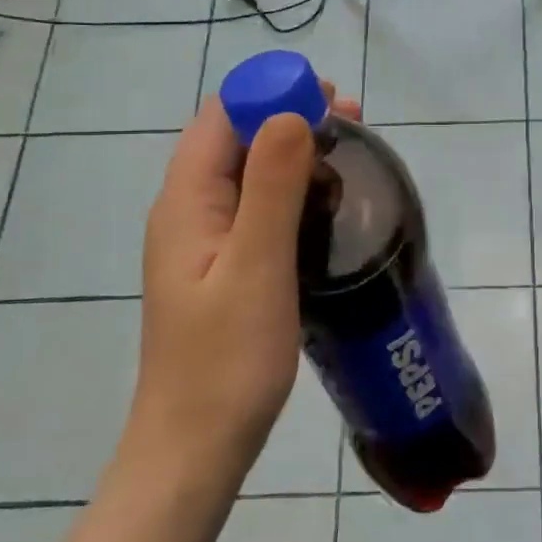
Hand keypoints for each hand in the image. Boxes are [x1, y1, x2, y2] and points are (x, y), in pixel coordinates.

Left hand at [122, 87, 356, 486]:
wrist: (196, 446)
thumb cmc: (227, 360)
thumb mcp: (257, 266)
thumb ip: (273, 187)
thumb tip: (292, 113)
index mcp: (187, 202)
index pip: (222, 117)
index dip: (271, 94)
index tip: (330, 98)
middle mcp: (189, 212)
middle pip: (237, 139)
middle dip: (291, 118)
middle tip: (355, 124)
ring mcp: (206, 241)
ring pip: (251, 173)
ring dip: (297, 152)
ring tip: (352, 156)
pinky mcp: (226, 266)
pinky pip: (259, 207)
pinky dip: (295, 190)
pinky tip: (329, 205)